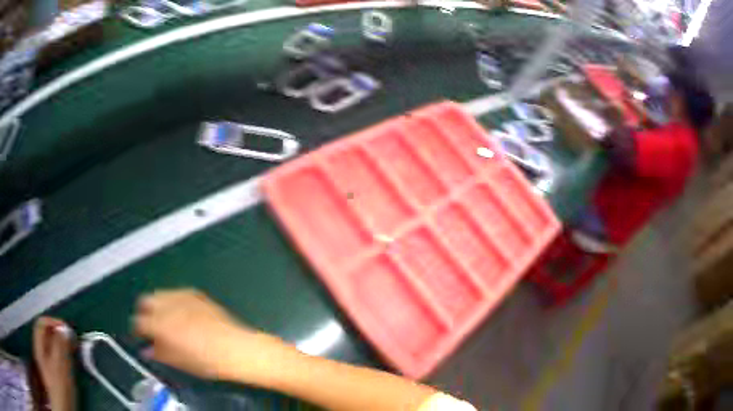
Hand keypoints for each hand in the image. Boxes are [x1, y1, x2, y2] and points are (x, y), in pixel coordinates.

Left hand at [33, 317, 75, 410]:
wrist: (62, 406)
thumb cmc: (59, 385)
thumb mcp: (59, 363)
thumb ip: (59, 344)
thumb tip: (64, 328)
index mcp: (39, 344)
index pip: (42, 323)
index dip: (54, 322)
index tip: (67, 329)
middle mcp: (40, 350)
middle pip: (47, 335)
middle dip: (60, 335)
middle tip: (73, 340)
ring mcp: (46, 362)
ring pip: (52, 347)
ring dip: (63, 346)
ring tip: (74, 352)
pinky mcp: (53, 373)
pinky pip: (56, 358)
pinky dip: (63, 357)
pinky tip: (71, 365)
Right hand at [133, 289, 289, 381]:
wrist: (238, 349)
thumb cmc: (208, 361)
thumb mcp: (180, 362)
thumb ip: (159, 353)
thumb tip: (147, 350)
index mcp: (161, 323)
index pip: (138, 321)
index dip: (138, 330)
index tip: (141, 337)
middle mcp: (168, 304)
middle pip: (145, 300)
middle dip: (145, 313)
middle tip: (151, 327)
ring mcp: (183, 296)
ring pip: (160, 293)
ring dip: (158, 305)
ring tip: (166, 320)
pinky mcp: (197, 294)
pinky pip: (177, 293)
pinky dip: (173, 301)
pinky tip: (182, 313)